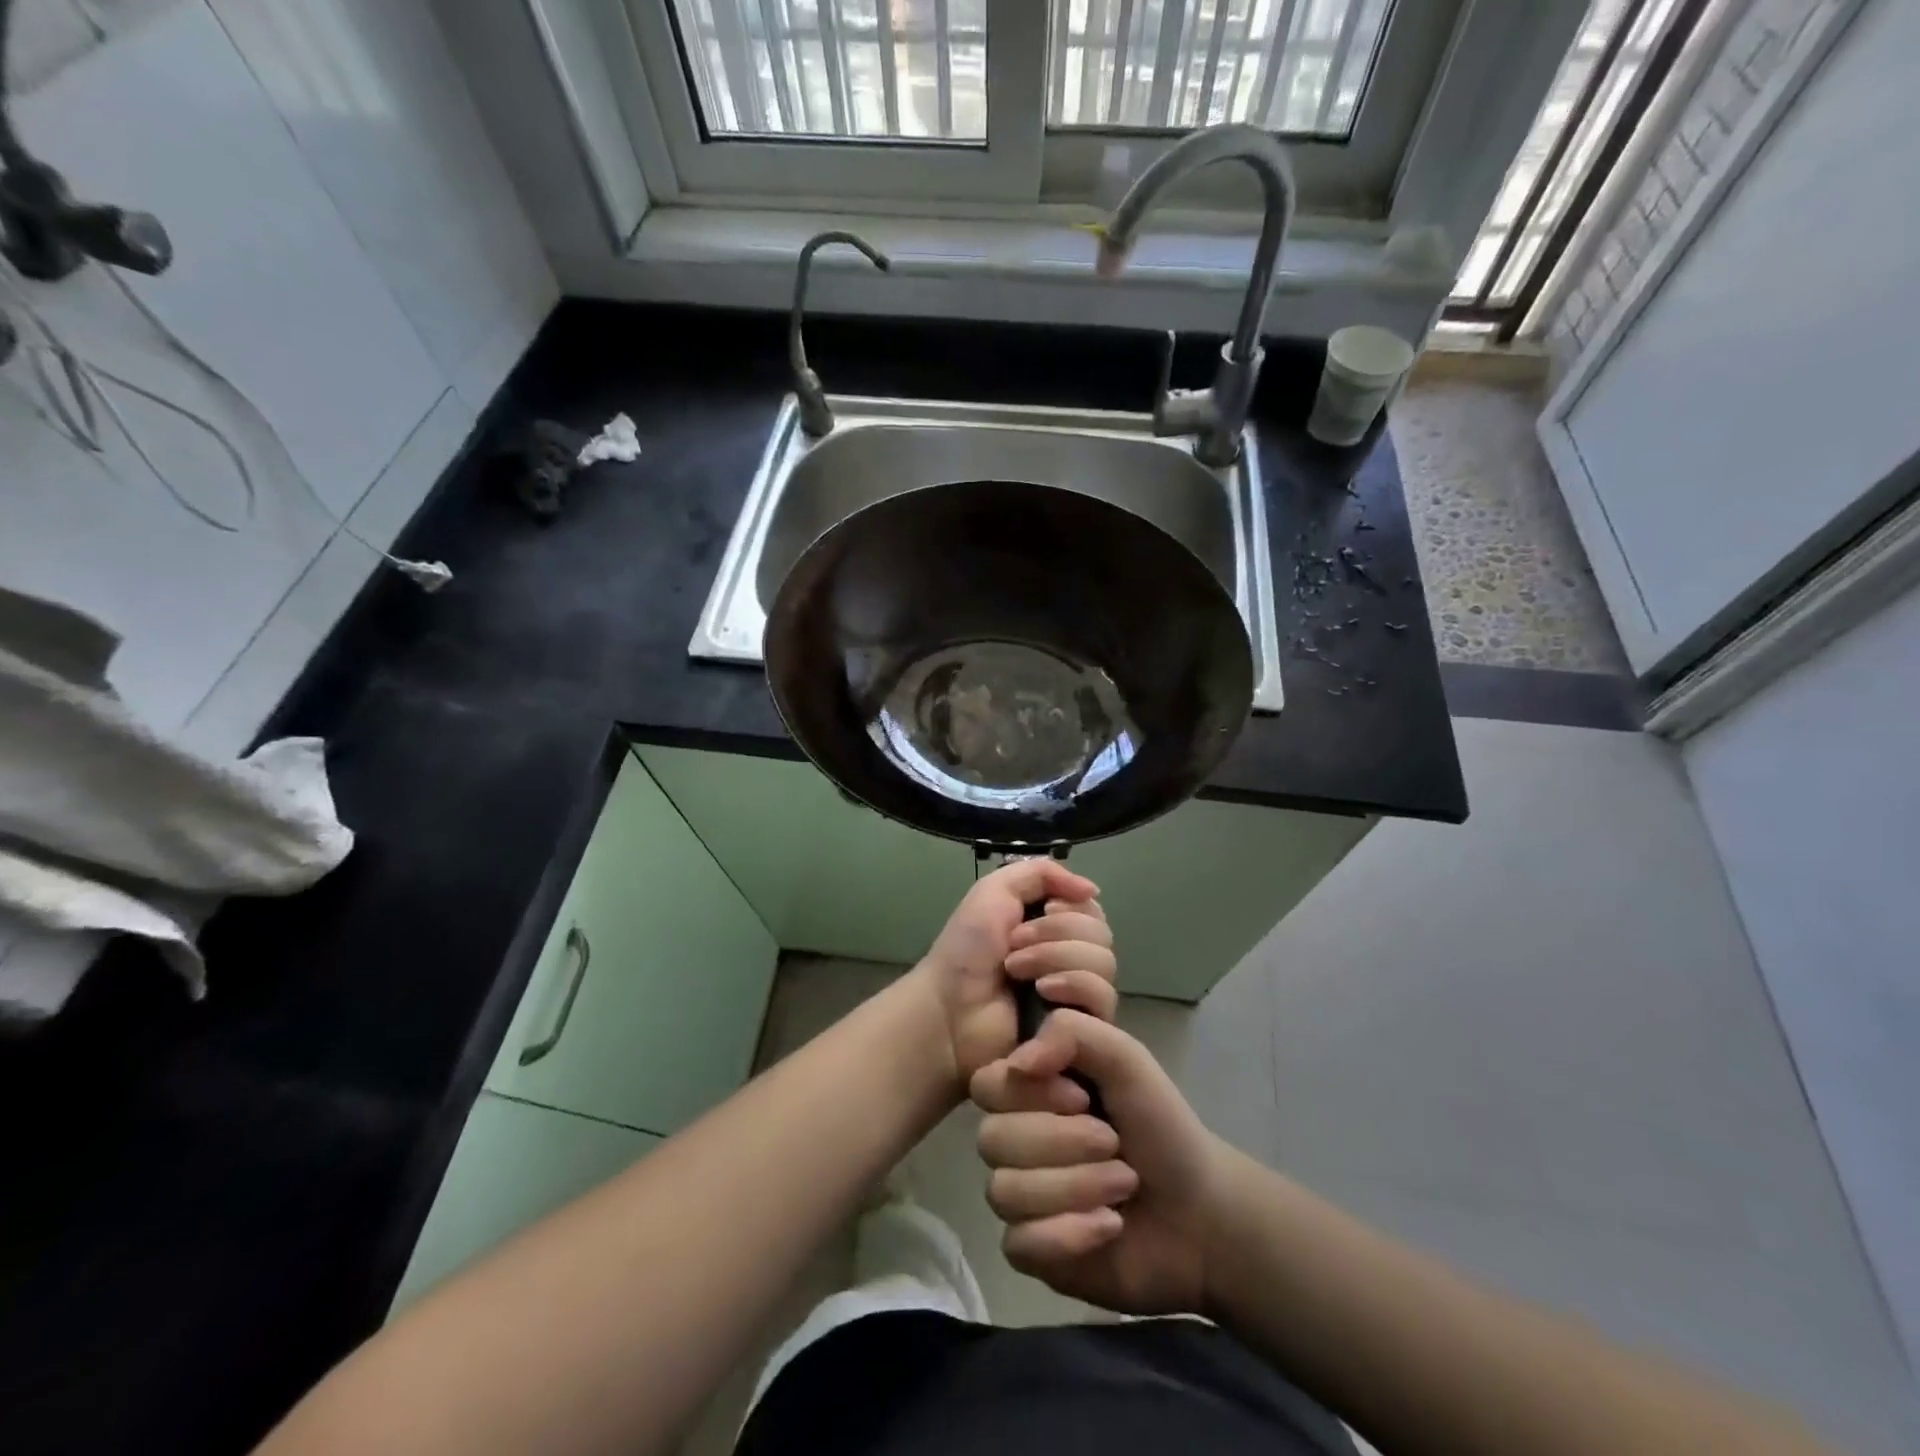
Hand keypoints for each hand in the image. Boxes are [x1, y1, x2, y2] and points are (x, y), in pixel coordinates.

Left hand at [914, 860, 1118, 1096]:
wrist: (949, 1007)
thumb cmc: (966, 949)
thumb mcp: (996, 890)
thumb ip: (1042, 873)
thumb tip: (1092, 888)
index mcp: (1053, 926)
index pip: (1091, 908)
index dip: (1069, 907)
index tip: (1041, 910)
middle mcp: (1071, 957)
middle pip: (1101, 933)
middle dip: (1055, 932)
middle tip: (1014, 943)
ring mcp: (1078, 995)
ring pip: (1104, 962)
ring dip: (1055, 957)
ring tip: (1017, 970)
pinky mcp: (1082, 1027)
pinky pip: (1103, 997)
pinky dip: (1073, 985)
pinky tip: (1043, 992)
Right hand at [970, 1009, 1239, 1316]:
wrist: (1201, 1212)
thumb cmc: (1159, 1124)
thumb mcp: (1126, 1057)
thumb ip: (1072, 1032)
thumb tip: (1017, 1063)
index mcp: (1031, 1088)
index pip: (987, 1083)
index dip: (1031, 1094)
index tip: (1081, 1097)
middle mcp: (1015, 1136)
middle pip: (992, 1139)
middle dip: (1063, 1143)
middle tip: (1113, 1144)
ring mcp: (1019, 1194)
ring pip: (1004, 1191)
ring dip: (1075, 1187)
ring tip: (1123, 1185)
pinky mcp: (1030, 1248)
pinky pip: (1018, 1243)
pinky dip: (1069, 1235)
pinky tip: (1108, 1226)